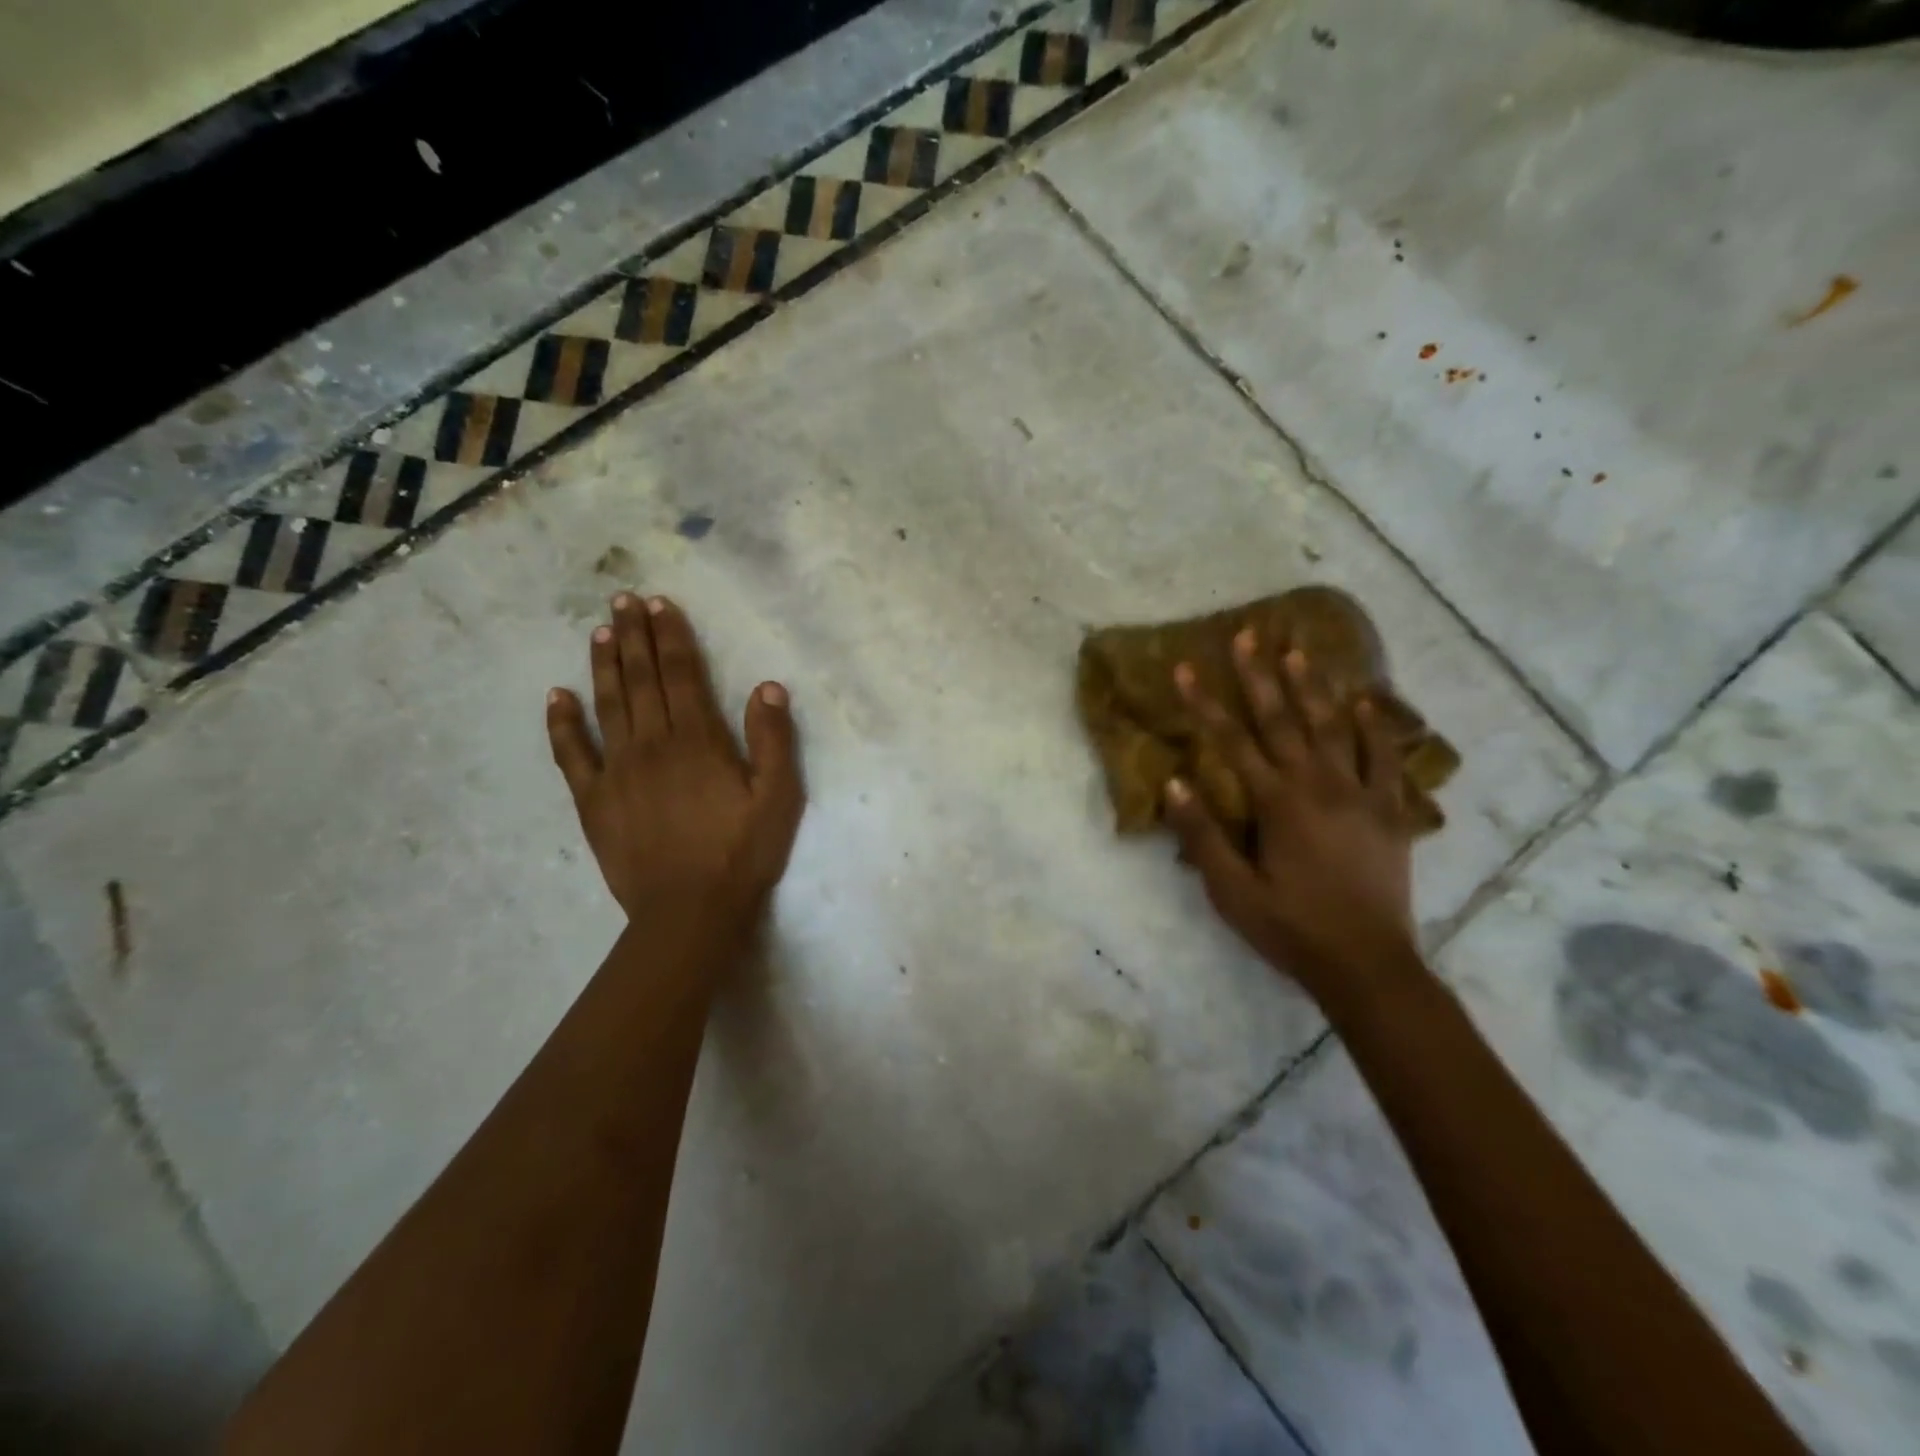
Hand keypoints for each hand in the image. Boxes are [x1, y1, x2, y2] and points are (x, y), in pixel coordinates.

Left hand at [546, 594, 804, 933]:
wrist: (689, 911)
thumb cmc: (741, 853)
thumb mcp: (779, 798)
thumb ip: (774, 740)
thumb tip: (767, 686)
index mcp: (698, 740)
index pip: (681, 674)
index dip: (671, 636)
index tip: (660, 604)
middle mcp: (653, 744)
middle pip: (642, 679)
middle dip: (634, 636)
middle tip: (623, 599)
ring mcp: (617, 771)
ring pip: (608, 705)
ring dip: (604, 665)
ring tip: (599, 631)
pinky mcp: (593, 800)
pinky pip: (572, 754)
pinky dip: (562, 724)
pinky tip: (556, 696)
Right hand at [1165, 632, 1418, 993]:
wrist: (1367, 965)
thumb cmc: (1290, 928)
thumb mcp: (1231, 891)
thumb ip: (1202, 835)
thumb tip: (1174, 782)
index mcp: (1277, 803)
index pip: (1232, 741)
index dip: (1206, 703)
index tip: (1186, 667)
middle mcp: (1318, 786)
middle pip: (1283, 720)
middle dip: (1260, 675)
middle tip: (1249, 633)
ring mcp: (1360, 795)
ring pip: (1334, 728)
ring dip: (1314, 687)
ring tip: (1299, 650)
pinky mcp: (1391, 812)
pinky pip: (1385, 760)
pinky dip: (1375, 729)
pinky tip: (1366, 703)